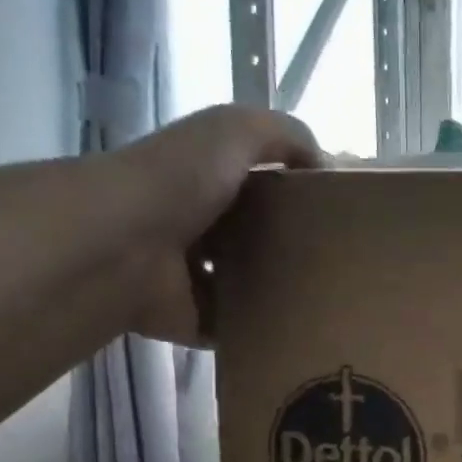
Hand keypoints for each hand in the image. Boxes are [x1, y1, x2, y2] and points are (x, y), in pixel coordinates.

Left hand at [96, 105, 320, 340]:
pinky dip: (256, 332)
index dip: (295, 195)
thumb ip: (284, 135)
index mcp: (205, 179)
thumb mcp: (234, 130)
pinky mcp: (190, 319)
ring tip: (323, 300)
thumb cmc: (178, 180)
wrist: (123, 245)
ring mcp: (191, 277)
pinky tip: (293, 330)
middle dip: (291, 249)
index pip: (258, 186)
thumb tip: (325, 164)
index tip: (336, 214)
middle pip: (255, 239)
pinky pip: (232, 328)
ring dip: (276, 293)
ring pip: (245, 286)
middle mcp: (196, 226)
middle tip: (338, 264)